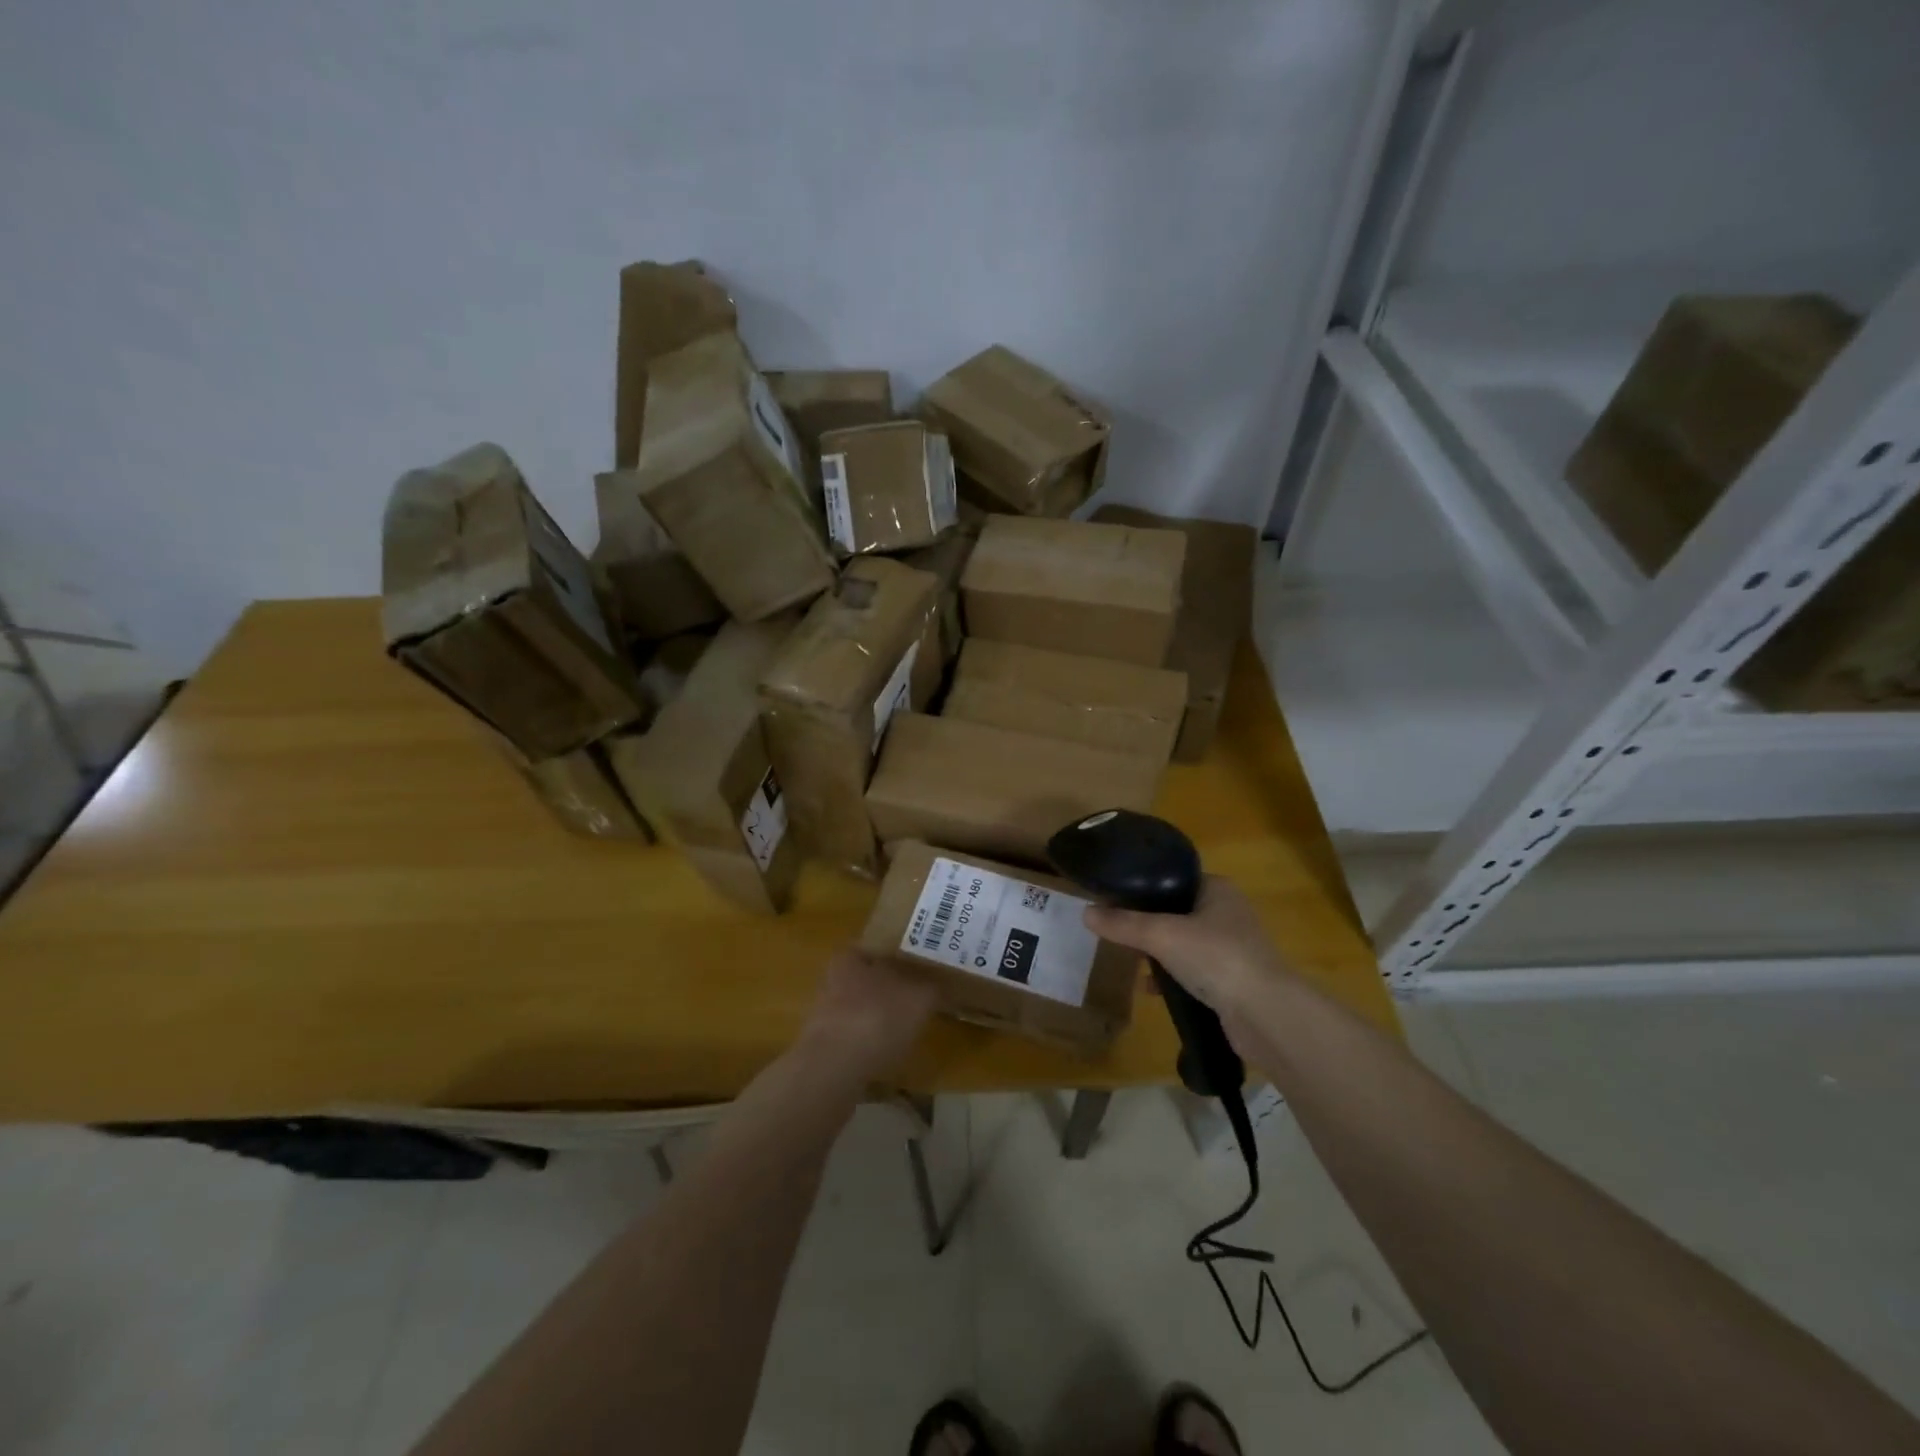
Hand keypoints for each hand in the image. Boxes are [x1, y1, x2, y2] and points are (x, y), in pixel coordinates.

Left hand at [799, 948, 937, 1080]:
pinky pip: (855, 1039)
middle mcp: (833, 980)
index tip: (923, 969)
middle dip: (892, 989)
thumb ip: (932, 987)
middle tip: (919, 999)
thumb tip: (940, 985)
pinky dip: (871, 1045)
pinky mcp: (824, 1048)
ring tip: (908, 1030)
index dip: (902, 956)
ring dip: (881, 1019)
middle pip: (869, 979)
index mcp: (851, 957)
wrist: (833, 1070)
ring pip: (861, 1009)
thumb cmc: (878, 1019)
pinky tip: (889, 1057)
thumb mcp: (919, 998)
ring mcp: (825, 1015)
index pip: (879, 947)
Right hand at [1083, 875, 1288, 1016]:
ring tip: (1129, 959)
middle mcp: (1228, 913)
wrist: (1266, 1015)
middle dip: (1148, 924)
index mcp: (1218, 889)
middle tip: (1117, 930)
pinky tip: (1151, 990)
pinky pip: (1194, 972)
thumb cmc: (1216, 957)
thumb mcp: (1161, 935)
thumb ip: (1123, 924)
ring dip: (1159, 953)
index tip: (1115, 898)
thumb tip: (1085, 912)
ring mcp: (1233, 949)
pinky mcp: (1233, 981)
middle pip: (1177, 911)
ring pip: (1184, 943)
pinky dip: (1172, 978)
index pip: (1174, 878)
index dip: (1144, 887)